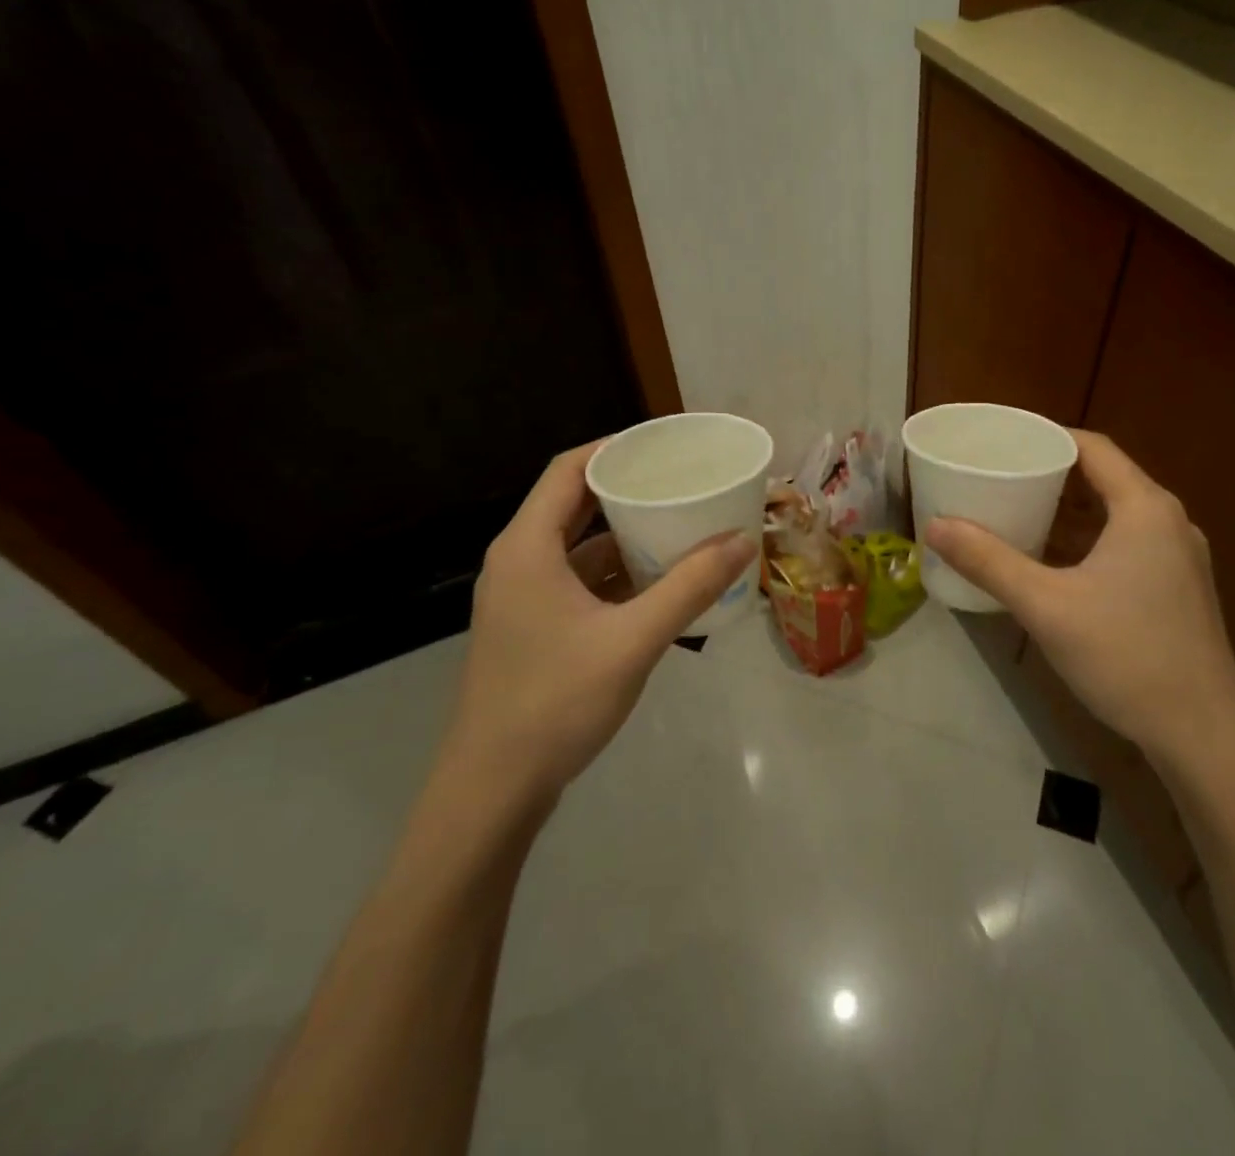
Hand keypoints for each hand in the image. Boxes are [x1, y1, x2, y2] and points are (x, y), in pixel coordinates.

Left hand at [440, 440, 756, 807]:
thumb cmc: (556, 702)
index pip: (568, 470)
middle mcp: (518, 562)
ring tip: (678, 527)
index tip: (663, 445)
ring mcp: (521, 598)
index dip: (613, 449)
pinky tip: (656, 585)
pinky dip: (614, 574)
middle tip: (681, 483)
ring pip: (577, 547)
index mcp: (527, 548)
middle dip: (627, 490)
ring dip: (623, 536)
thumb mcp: (633, 640)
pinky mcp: (530, 628)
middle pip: (574, 504)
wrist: (493, 790)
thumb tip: (742, 540)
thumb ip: (689, 587)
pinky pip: (576, 581)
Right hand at [925, 431, 1234, 779]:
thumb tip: (934, 526)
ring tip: (1019, 512)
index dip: (1047, 437)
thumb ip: (988, 562)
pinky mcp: (1179, 589)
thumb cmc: (1125, 656)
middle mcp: (1169, 522)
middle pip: (1105, 477)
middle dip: (1051, 474)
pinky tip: (1056, 563)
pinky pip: (1128, 543)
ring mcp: (1180, 558)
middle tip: (1000, 476)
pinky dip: (1089, 540)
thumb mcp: (1046, 606)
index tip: (1003, 442)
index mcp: (1145, 508)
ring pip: (1117, 514)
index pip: (1092, 447)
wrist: (1203, 736)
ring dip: (1070, 510)